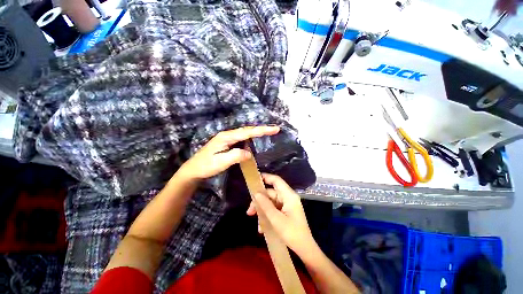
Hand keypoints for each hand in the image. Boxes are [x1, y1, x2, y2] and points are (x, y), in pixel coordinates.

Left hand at [177, 126, 279, 180]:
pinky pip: (242, 138)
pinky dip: (251, 137)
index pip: (247, 132)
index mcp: (226, 137)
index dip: (262, 130)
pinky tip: (255, 138)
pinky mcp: (227, 142)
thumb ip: (235, 156)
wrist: (194, 169)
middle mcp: (227, 134)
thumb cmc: (206, 166)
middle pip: (247, 130)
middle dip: (262, 129)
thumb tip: (249, 153)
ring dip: (257, 132)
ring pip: (245, 133)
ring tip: (269, 132)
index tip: (274, 129)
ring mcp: (227, 138)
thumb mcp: (221, 162)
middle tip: (275, 129)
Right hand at [247, 173, 316, 256]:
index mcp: (289, 196)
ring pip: (271, 202)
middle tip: (249, 211)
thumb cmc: (292, 233)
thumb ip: (265, 205)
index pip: (276, 181)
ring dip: (262, 211)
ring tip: (257, 224)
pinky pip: (274, 210)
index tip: (254, 179)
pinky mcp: (286, 212)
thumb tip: (256, 193)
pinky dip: (267, 216)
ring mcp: (287, 205)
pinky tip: (262, 228)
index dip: (266, 177)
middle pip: (271, 194)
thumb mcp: (276, 219)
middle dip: (259, 202)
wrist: (304, 249)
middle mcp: (288, 198)